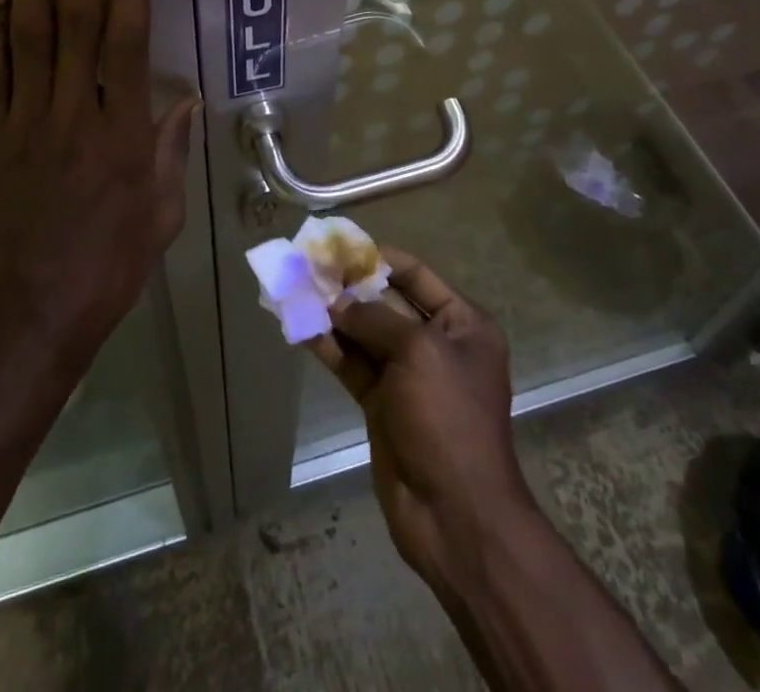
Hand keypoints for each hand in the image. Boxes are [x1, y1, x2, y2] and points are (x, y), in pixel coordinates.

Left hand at [0, 0, 197, 352]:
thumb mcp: (163, 211)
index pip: (127, 35)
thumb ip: (169, 147)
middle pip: (73, 16)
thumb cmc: (112, 264)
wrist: (33, 315)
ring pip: (28, 30)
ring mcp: (24, 119)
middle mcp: (74, 111)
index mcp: (124, 130)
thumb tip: (183, 93)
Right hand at [309, 250, 535, 595]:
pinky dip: (328, 347)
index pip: (416, 275)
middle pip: (387, 302)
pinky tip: (300, 328)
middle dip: (350, 286)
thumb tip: (337, 303)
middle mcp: (436, 344)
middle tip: (309, 266)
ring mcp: (407, 376)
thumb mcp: (419, 352)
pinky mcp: (382, 404)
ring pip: (364, 334)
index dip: (379, 258)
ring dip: (333, 315)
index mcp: (462, 324)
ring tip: (296, 289)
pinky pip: (352, 365)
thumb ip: (376, 319)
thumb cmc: (448, 418)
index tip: (341, 246)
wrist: (454, 514)